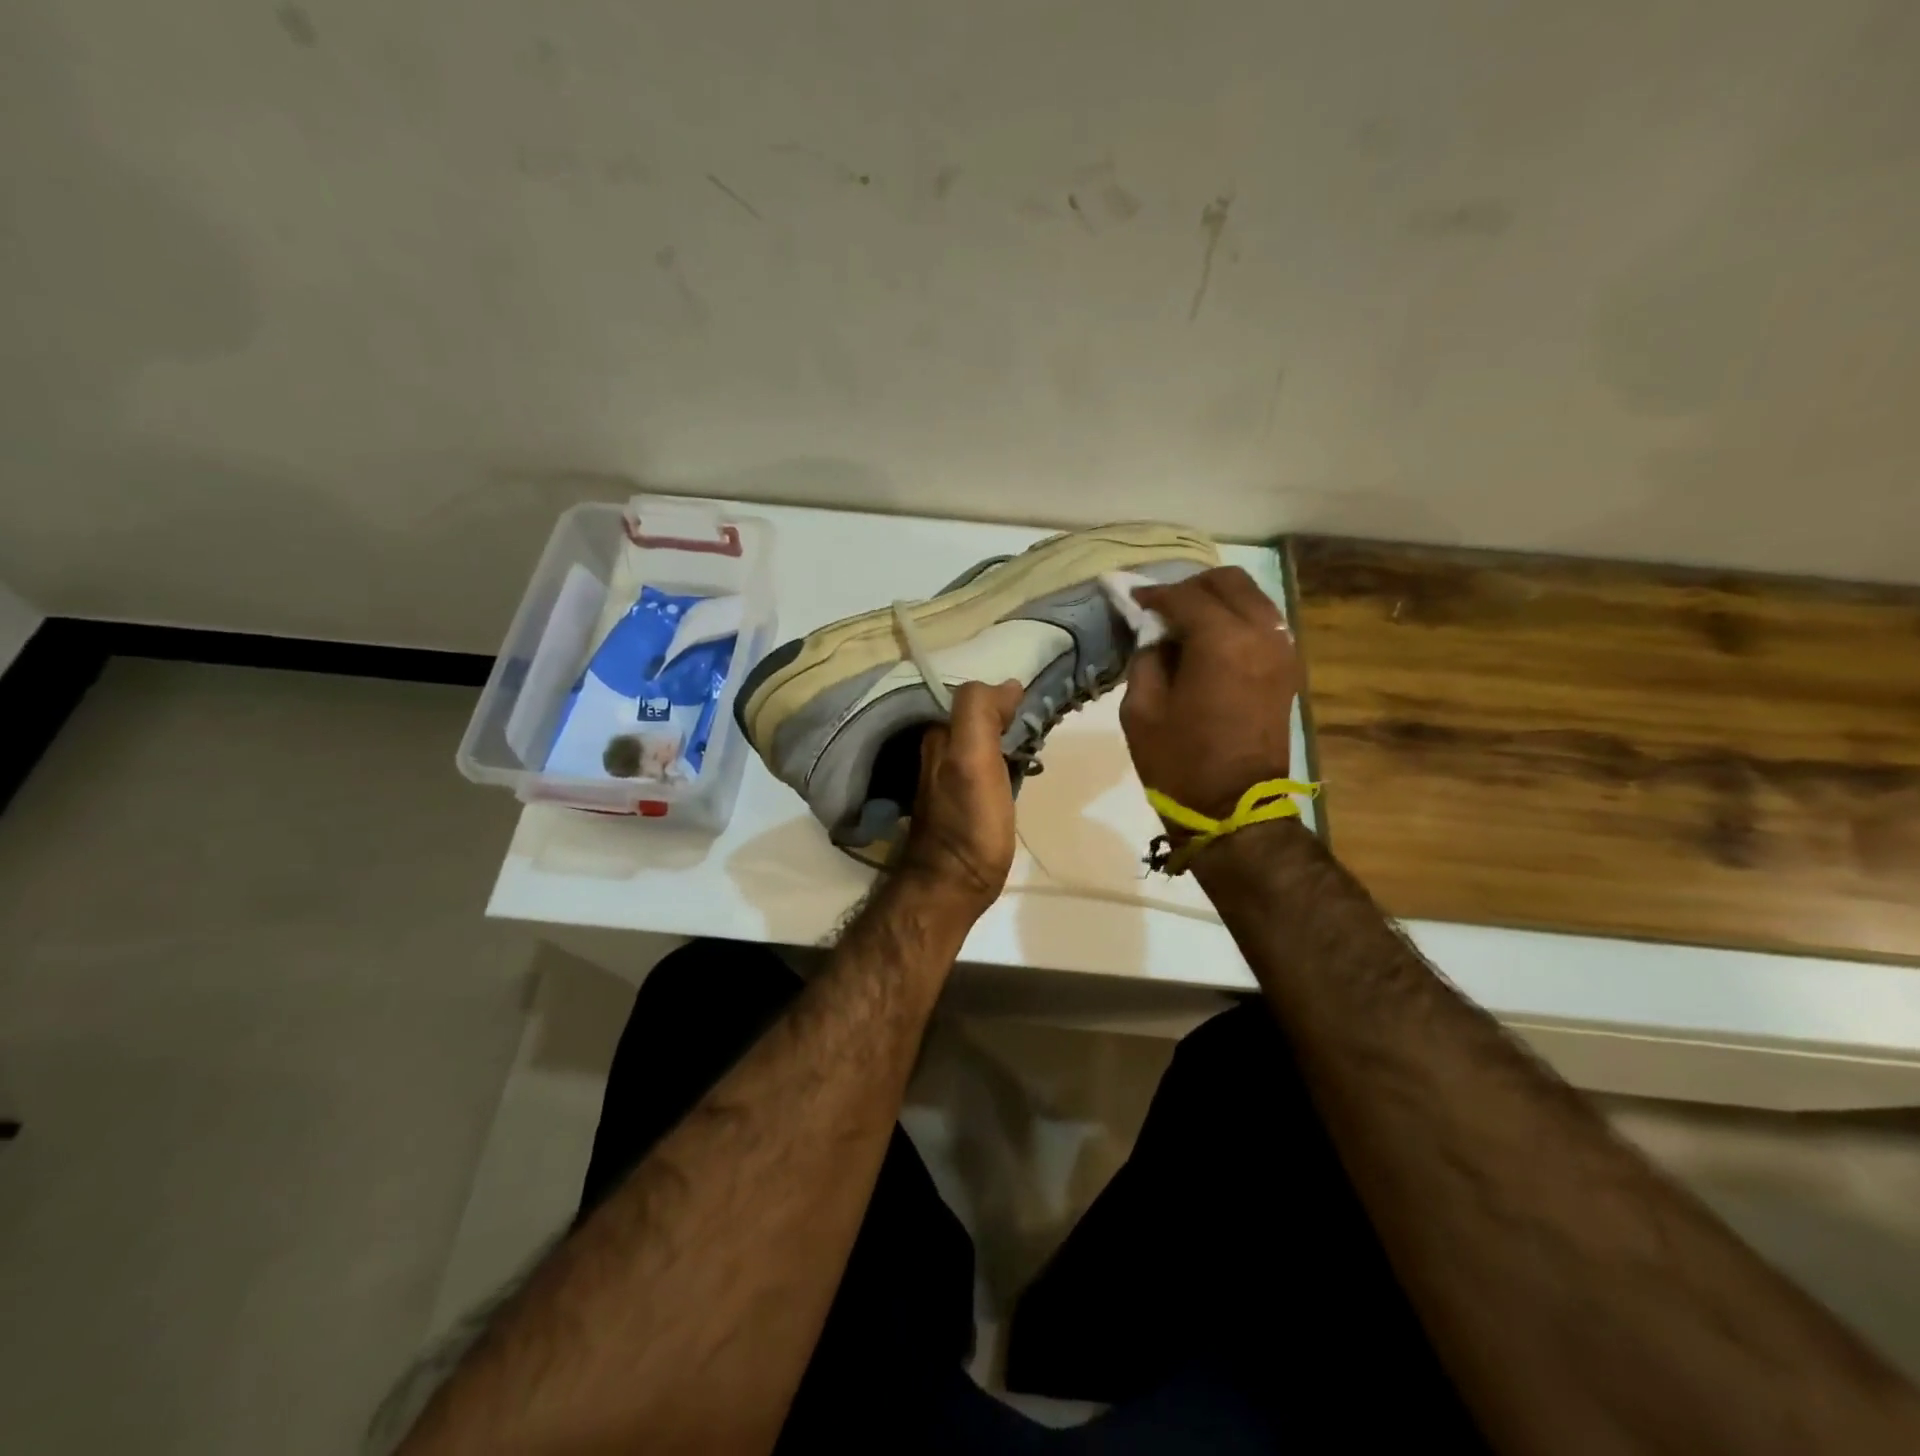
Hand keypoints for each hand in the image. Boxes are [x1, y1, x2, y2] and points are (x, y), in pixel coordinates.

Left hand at [894, 679, 1022, 916]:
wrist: (954, 885)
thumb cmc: (969, 822)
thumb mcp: (972, 759)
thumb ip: (980, 713)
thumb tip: (1008, 685)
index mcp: (938, 736)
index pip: (972, 696)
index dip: (1002, 696)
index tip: (1034, 707)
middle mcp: (937, 751)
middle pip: (976, 717)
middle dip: (1006, 714)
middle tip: (1042, 724)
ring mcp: (948, 777)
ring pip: (981, 740)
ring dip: (1007, 736)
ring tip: (1037, 743)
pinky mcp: (963, 800)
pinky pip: (985, 764)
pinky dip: (1003, 758)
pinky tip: (1020, 769)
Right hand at [1122, 567, 1300, 822]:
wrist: (1234, 809)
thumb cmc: (1179, 762)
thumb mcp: (1141, 709)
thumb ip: (1147, 658)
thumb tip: (1156, 635)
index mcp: (1222, 641)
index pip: (1184, 597)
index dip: (1154, 595)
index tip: (1132, 600)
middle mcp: (1260, 633)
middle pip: (1228, 582)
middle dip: (1190, 588)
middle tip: (1161, 609)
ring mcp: (1282, 649)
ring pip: (1251, 597)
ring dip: (1217, 600)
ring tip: (1185, 622)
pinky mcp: (1288, 668)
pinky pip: (1263, 622)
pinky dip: (1237, 618)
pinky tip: (1211, 640)